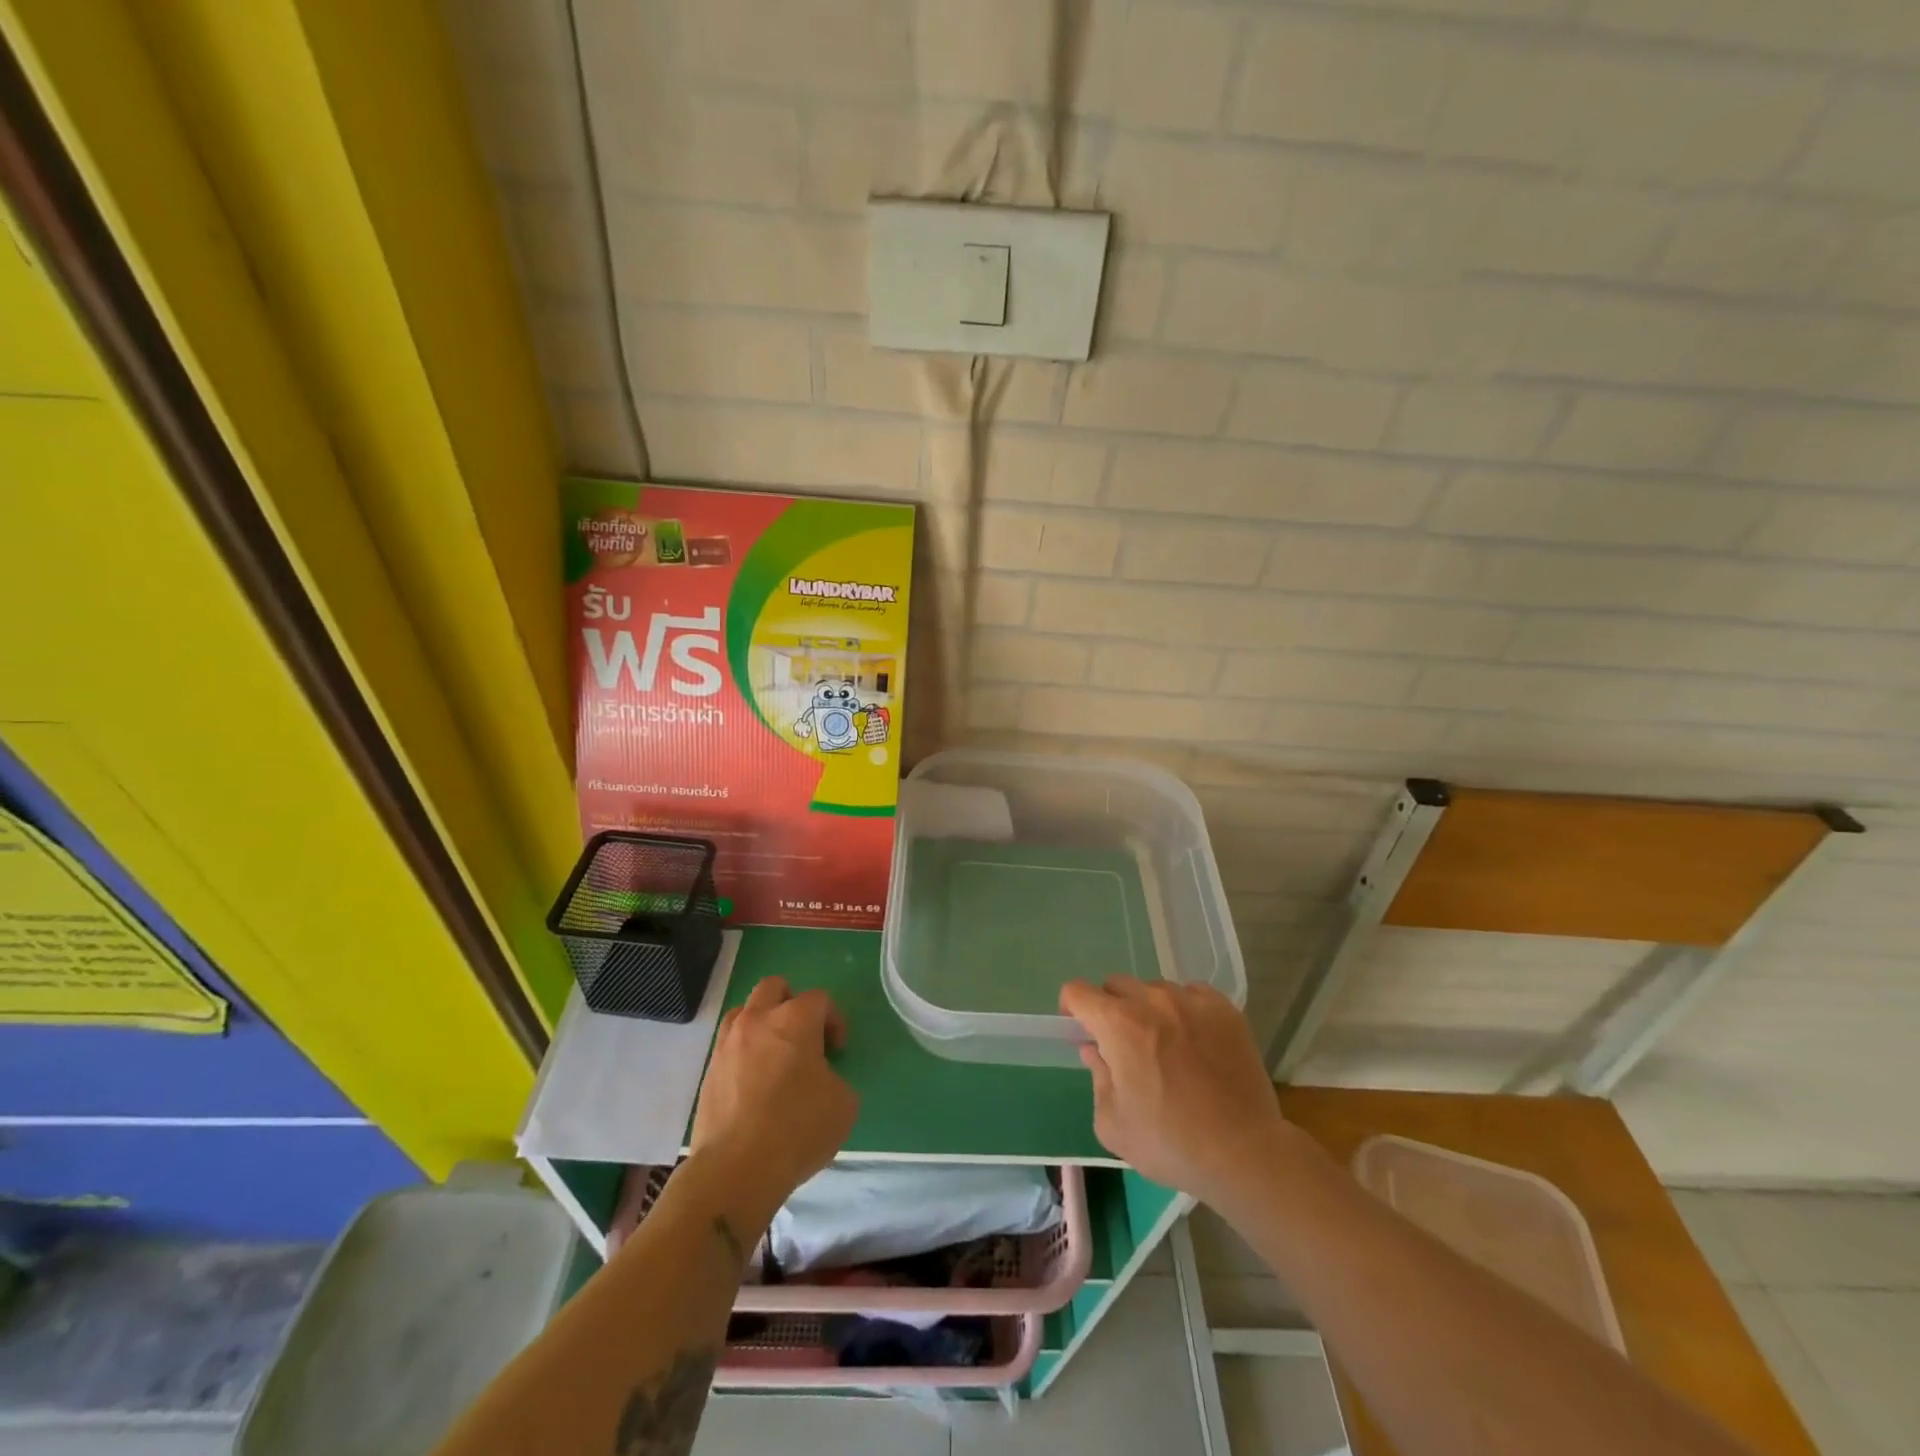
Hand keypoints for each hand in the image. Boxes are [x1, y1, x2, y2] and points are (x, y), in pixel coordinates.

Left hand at [688, 977, 857, 1230]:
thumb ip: (835, 1077)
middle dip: (792, 1002)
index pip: (819, 999)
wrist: (736, 1169)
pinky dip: (744, 1051)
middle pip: (774, 987)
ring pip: (745, 1010)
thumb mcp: (843, 1104)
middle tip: (804, 1036)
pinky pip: (729, 1044)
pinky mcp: (709, 1070)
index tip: (837, 1050)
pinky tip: (754, 1081)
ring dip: (763, 1022)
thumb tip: (821, 1079)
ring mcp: (728, 1043)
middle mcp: (758, 1020)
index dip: (834, 1020)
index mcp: (795, 1019)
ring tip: (774, 1055)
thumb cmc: (797, 1129)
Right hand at [1060, 977, 1294, 1213]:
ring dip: (1149, 1010)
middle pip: (1116, 985)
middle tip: (1123, 1044)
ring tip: (1166, 1046)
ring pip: (1155, 990)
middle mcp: (1153, 1000)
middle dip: (1111, 1009)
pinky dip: (1184, 1011)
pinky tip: (1195, 1044)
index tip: (1080, 1030)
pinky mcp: (1224, 1008)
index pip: (1077, 991)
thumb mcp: (1112, 1123)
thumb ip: (1097, 1077)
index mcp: (1119, 1023)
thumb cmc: (1170, 1143)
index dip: (1072, 1008)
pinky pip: (1191, 995)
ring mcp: (1192, 1000)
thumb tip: (1095, 1051)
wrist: (1244, 1152)